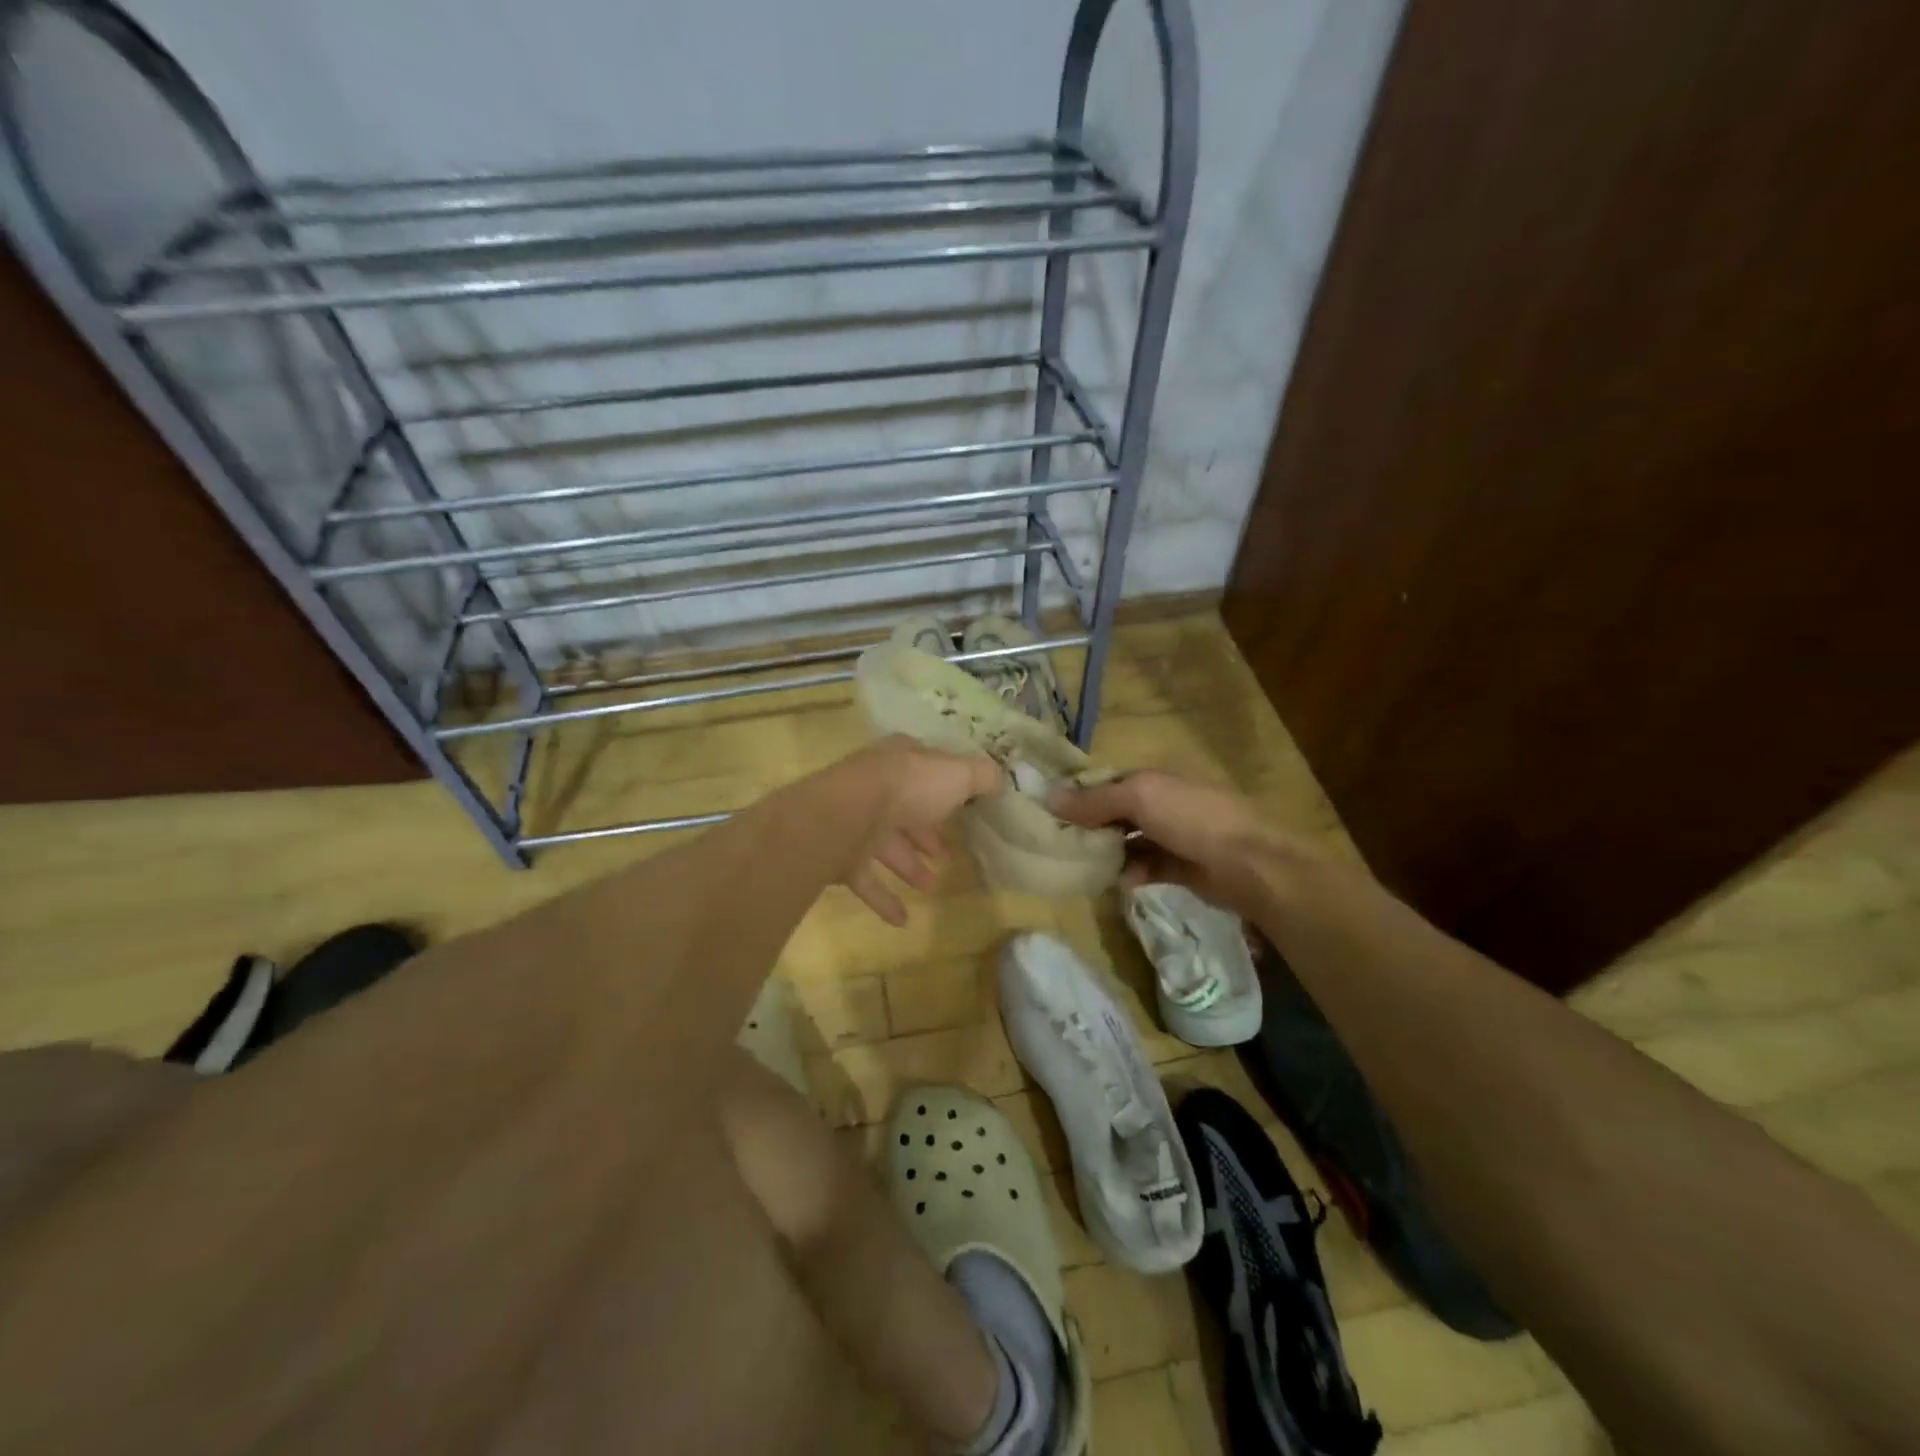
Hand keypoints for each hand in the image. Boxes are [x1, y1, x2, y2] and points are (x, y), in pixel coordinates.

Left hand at [822, 735, 1002, 925]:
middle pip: (904, 811)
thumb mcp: (957, 774)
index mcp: (901, 761)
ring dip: (909, 866)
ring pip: (885, 845)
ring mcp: (854, 821)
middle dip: (925, 834)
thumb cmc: (908, 788)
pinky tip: (903, 920)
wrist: (846, 814)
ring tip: (931, 886)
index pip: (925, 771)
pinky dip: (883, 899)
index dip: (945, 790)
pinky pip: (865, 879)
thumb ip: (982, 776)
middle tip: (946, 856)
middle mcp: (875, 786)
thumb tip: (1000, 779)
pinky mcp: (839, 855)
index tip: (963, 812)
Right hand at [1049, 769, 1310, 915]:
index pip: (1107, 783)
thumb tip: (1049, 798)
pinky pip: (1146, 868)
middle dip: (1092, 828)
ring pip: (1129, 843)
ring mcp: (1173, 836)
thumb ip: (1095, 800)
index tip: (1050, 814)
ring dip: (1110, 854)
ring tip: (1089, 867)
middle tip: (1063, 845)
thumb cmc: (1191, 819)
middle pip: (1116, 814)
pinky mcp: (1181, 868)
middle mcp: (1162, 803)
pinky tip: (1124, 882)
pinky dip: (1133, 874)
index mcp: (1153, 779)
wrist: (1248, 864)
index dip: (1080, 796)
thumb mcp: (1139, 798)